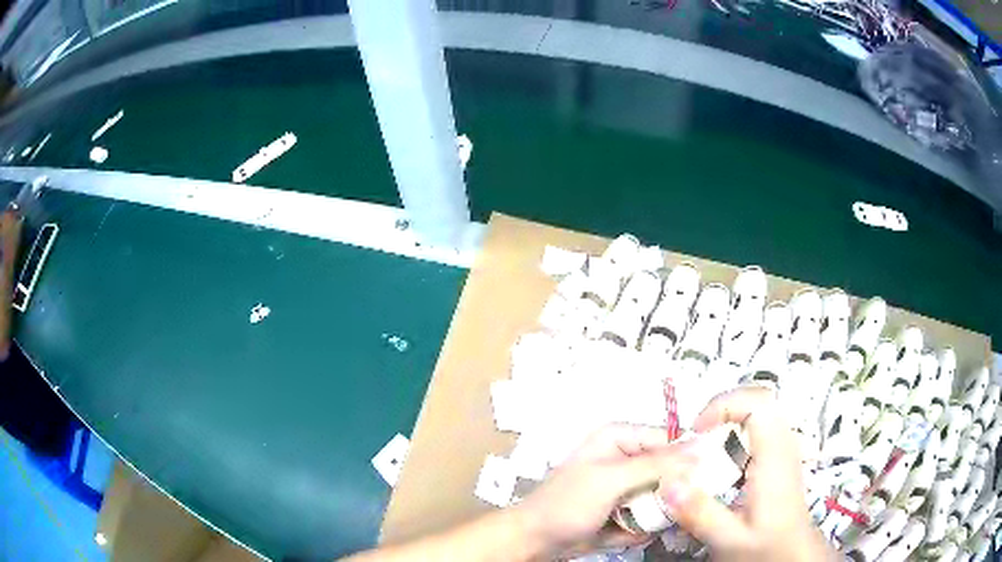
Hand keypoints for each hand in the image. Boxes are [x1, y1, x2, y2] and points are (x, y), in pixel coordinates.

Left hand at [513, 424, 693, 558]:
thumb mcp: (612, 479)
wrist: (534, 540)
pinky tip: (629, 533)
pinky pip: (648, 515)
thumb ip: (656, 464)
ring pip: (662, 495)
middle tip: (684, 508)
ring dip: (659, 513)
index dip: (692, 455)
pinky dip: (644, 526)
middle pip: (670, 469)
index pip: (670, 439)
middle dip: (676, 491)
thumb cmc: (567, 503)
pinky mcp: (623, 510)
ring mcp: (626, 487)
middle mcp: (626, 458)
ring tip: (647, 522)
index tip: (715, 475)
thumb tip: (702, 447)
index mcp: (621, 438)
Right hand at [656, 387, 837, 561]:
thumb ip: (701, 513)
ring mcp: (784, 447)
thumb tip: (667, 483)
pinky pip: (758, 427)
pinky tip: (720, 462)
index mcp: (774, 458)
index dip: (724, 405)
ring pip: (759, 410)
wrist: (793, 553)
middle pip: (758, 399)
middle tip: (695, 437)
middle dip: (722, 409)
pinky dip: (735, 433)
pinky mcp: (779, 455)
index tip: (695, 430)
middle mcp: (783, 444)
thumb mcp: (729, 539)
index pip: (758, 403)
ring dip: (727, 420)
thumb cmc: (766, 545)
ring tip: (703, 448)